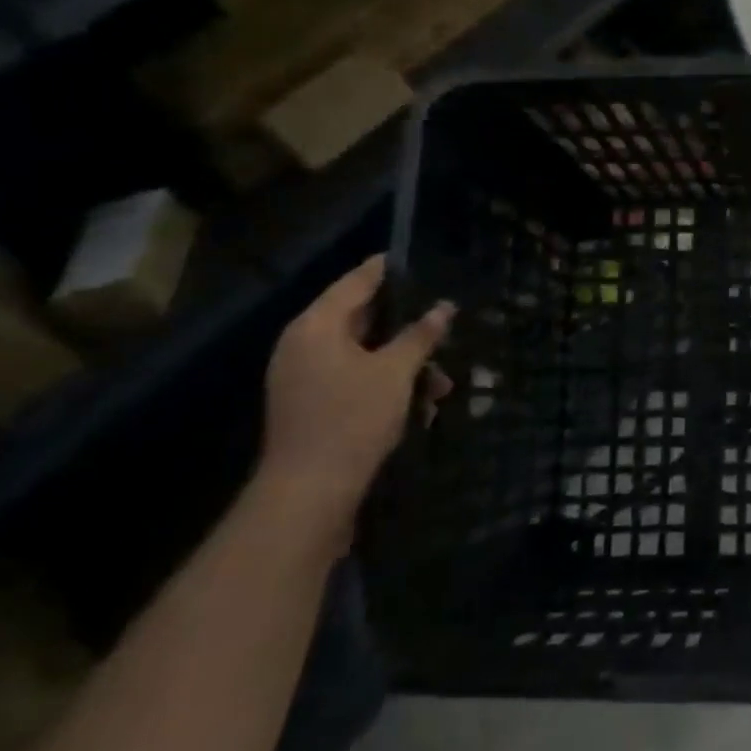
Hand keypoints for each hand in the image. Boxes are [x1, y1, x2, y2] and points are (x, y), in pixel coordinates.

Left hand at [255, 256, 454, 541]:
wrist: (309, 492)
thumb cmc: (352, 419)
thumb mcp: (395, 372)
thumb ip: (420, 335)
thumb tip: (444, 307)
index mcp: (316, 327)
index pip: (356, 282)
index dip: (388, 269)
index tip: (420, 258)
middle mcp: (305, 345)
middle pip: (362, 319)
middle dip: (409, 327)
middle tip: (445, 323)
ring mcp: (306, 377)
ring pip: (366, 354)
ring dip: (406, 364)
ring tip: (442, 385)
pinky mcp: (314, 404)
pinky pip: (357, 379)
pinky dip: (388, 386)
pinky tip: (421, 407)